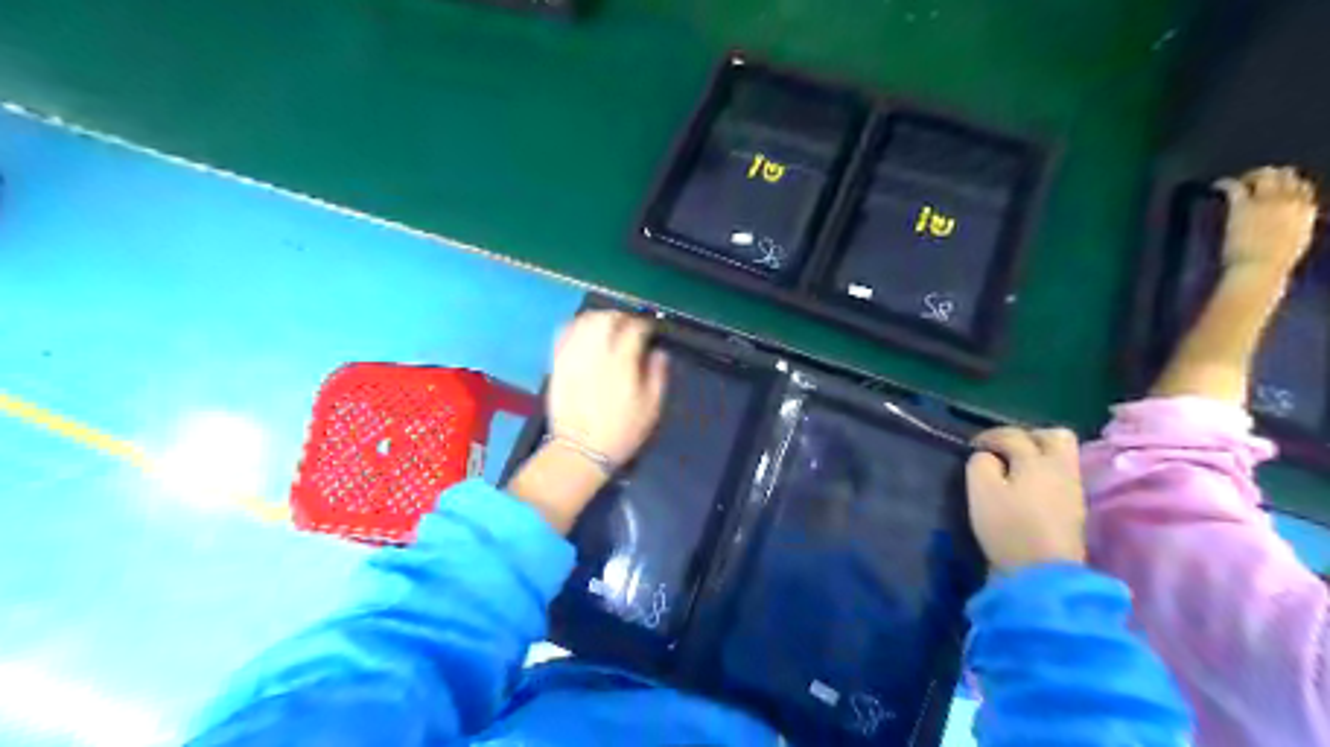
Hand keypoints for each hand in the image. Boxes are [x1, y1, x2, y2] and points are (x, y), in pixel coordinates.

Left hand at [545, 309, 664, 467]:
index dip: (645, 325)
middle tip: (629, 325)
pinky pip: (564, 333)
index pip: (635, 328)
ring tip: (609, 326)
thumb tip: (659, 352)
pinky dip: (577, 326)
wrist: (581, 450)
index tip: (650, 331)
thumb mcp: (651, 408)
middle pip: (608, 318)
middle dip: (621, 317)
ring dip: (600, 318)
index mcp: (622, 363)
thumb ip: (658, 374)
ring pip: (585, 321)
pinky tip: (585, 332)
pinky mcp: (558, 362)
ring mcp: (573, 356)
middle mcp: (596, 353)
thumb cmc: (621, 431)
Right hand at [968, 426, 1089, 570]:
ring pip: (1062, 457)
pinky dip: (1044, 474)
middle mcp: (1061, 468)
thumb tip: (989, 457)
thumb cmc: (1008, 527)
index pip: (1013, 435)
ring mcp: (1073, 490)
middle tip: (1004, 450)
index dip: (989, 436)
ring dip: (1038, 456)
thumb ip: (981, 463)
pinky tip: (1027, 489)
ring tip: (1014, 470)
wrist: (1043, 574)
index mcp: (1036, 460)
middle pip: (1054, 436)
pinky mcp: (1075, 510)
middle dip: (1027, 437)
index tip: (972, 447)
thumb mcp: (980, 490)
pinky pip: (1062, 477)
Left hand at [1212, 166, 1318, 276]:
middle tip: (1256, 181)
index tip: (1277, 190)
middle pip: (1286, 176)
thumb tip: (1291, 223)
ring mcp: (1267, 201)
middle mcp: (1290, 200)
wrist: (1259, 268)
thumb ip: (1295, 226)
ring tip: (1240, 181)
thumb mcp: (1296, 241)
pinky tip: (1216, 185)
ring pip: (1264, 175)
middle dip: (1272, 175)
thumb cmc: (1275, 263)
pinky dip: (1225, 183)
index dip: (1289, 186)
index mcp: (1306, 210)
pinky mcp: (1244, 205)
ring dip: (1251, 175)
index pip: (1303, 188)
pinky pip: (1235, 186)